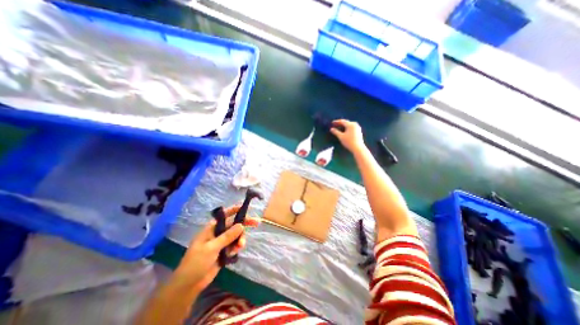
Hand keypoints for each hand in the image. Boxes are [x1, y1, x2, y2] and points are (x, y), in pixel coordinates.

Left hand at [171, 206, 258, 293]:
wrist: (189, 284)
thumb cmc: (196, 262)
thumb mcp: (211, 248)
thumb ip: (227, 236)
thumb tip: (241, 225)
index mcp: (212, 228)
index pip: (225, 215)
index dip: (235, 210)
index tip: (245, 208)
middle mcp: (218, 233)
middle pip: (234, 225)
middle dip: (244, 225)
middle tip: (256, 223)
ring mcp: (221, 242)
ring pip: (236, 235)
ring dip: (240, 239)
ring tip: (240, 246)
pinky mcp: (224, 251)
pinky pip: (234, 244)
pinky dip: (237, 247)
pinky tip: (234, 253)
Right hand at [329, 119, 363, 152]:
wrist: (358, 148)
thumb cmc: (349, 142)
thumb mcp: (341, 137)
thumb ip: (336, 132)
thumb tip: (331, 129)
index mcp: (350, 125)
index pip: (342, 121)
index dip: (336, 121)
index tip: (332, 122)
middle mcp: (355, 124)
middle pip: (346, 122)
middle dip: (340, 123)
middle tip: (335, 124)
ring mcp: (358, 127)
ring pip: (349, 124)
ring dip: (344, 125)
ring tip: (339, 127)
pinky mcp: (359, 131)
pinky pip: (352, 127)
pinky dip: (347, 128)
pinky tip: (345, 130)